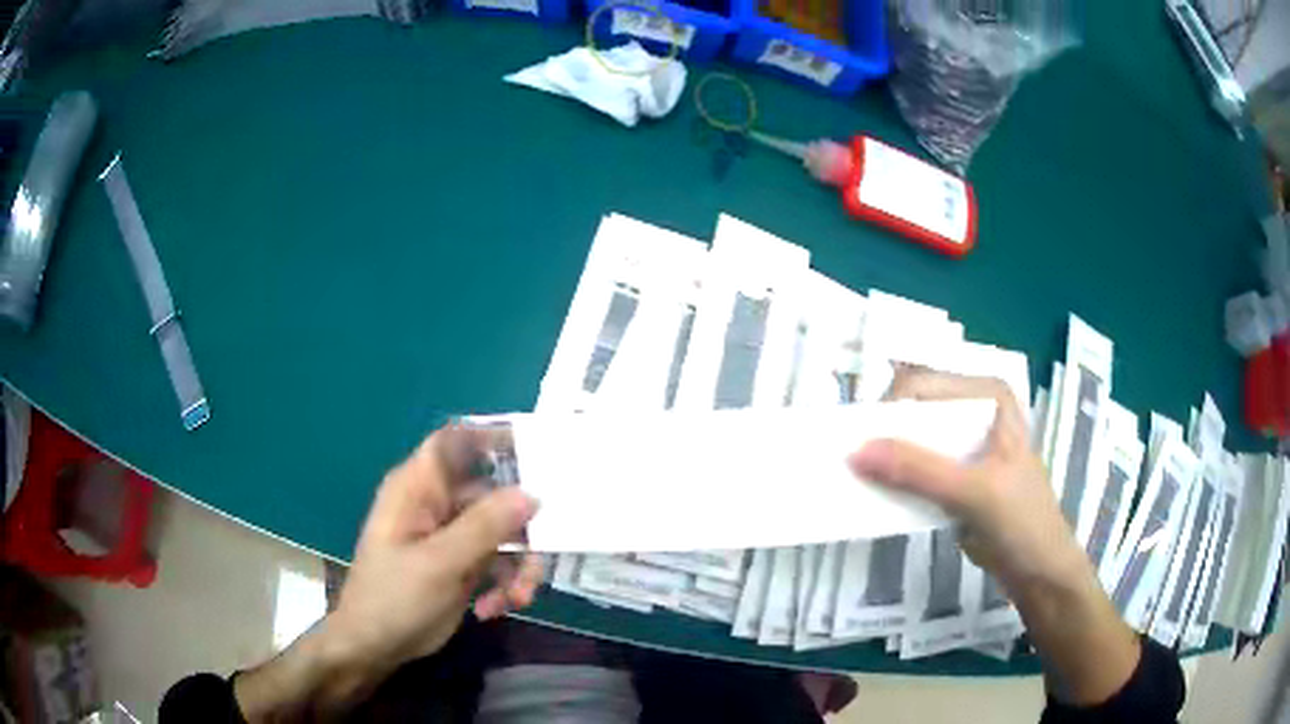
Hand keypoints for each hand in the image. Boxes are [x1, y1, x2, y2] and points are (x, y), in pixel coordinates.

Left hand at [234, 426, 540, 721]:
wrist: (377, 646)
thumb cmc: (394, 597)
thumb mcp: (438, 563)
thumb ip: (483, 527)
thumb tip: (531, 493)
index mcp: (419, 488)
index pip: (456, 442)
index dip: (493, 439)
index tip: (538, 456)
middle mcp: (438, 504)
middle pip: (494, 494)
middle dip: (521, 528)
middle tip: (538, 558)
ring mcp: (452, 535)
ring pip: (503, 532)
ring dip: (518, 566)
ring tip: (517, 598)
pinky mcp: (463, 564)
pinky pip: (499, 561)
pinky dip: (506, 584)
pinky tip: (494, 608)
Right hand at [849, 368, 1082, 590]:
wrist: (1038, 571)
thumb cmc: (1021, 522)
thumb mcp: (974, 493)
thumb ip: (920, 471)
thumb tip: (855, 451)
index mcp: (987, 395)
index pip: (923, 386)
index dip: (886, 410)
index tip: (856, 446)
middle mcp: (973, 410)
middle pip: (913, 409)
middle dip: (880, 432)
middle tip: (847, 462)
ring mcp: (963, 443)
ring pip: (910, 439)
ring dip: (882, 458)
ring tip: (851, 479)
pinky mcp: (952, 475)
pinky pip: (913, 468)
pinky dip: (892, 480)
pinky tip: (872, 495)